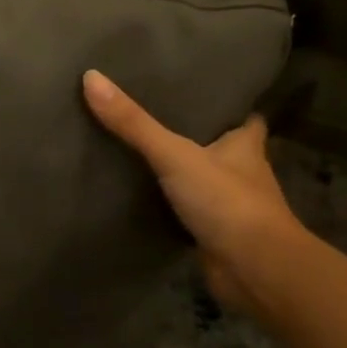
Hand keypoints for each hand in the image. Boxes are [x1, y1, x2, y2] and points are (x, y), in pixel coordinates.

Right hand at [82, 70, 305, 313]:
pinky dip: (171, 206)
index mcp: (245, 145)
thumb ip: (134, 123)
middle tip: (156, 116)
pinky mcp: (214, 234)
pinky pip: (188, 212)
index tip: (200, 92)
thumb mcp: (174, 154)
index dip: (227, 105)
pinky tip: (143, 197)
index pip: (244, 117)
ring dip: (182, 171)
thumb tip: (91, 77)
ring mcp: (229, 206)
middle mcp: (242, 172)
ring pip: (203, 180)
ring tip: (141, 150)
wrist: (255, 270)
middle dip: (196, 135)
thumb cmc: (227, 201)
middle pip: (221, 146)